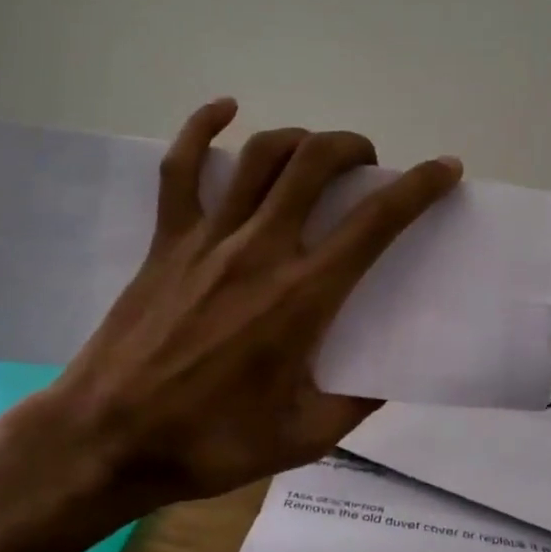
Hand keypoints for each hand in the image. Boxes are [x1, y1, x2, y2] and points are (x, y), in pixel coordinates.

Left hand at [11, 99, 462, 510]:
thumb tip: (390, 377)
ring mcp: (208, 238)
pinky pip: (181, 168)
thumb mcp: (304, 438)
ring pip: (261, 156)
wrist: (107, 441)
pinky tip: (225, 108)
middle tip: (368, 165)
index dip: (419, 187)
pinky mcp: (167, 239)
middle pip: (316, 164)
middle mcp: (261, 250)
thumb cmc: (210, 443)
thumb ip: (357, 404)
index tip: (444, 168)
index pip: (376, 222)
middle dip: (354, 148)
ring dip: (300, 138)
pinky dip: (202, 129)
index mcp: (302, 296)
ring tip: (315, 152)